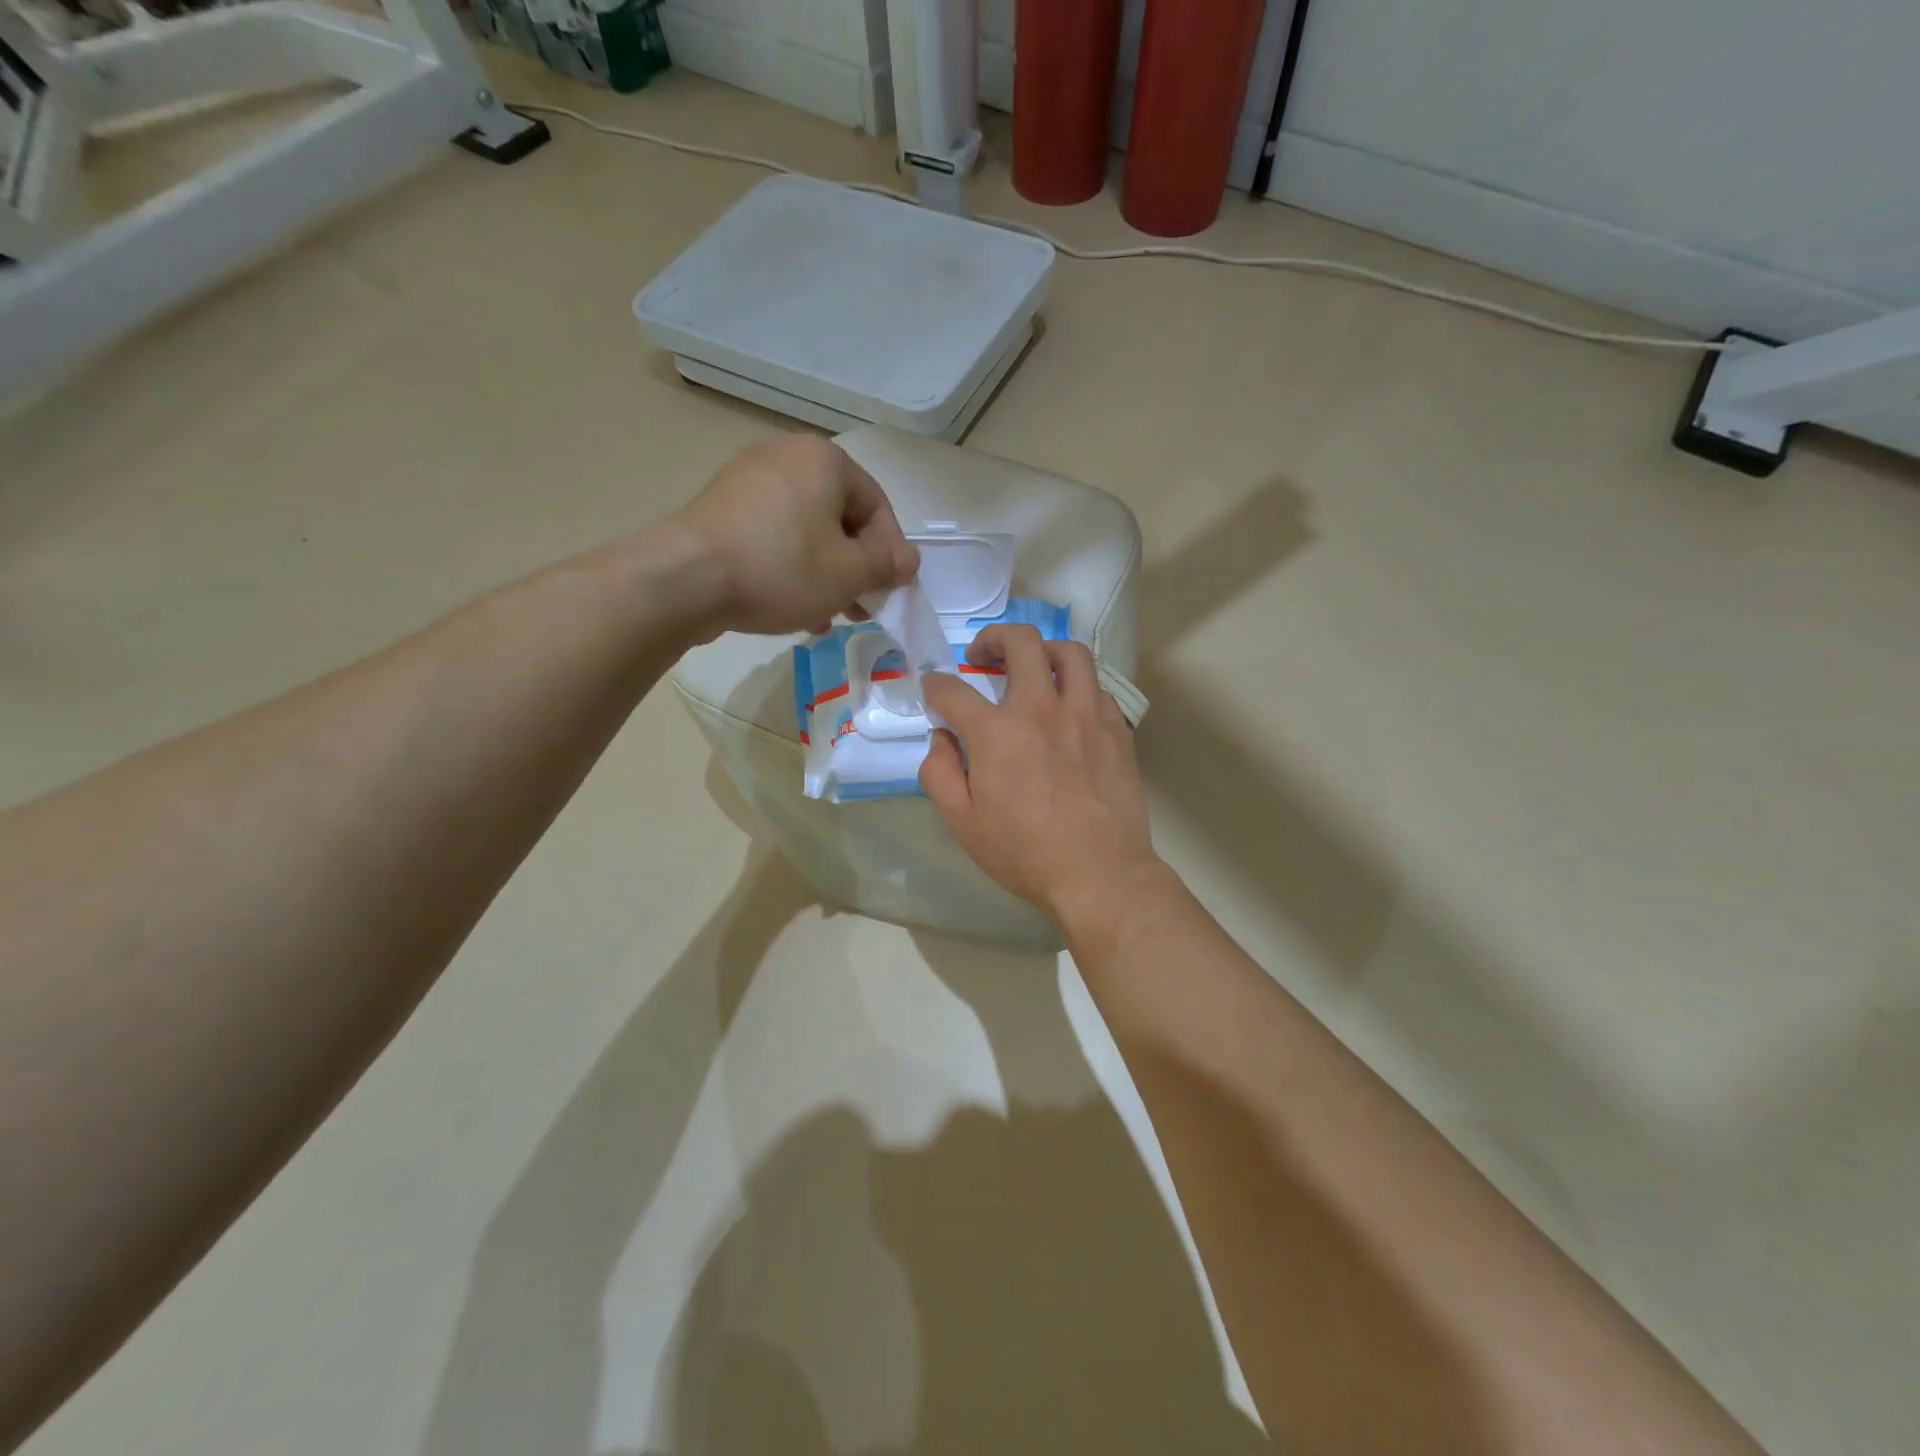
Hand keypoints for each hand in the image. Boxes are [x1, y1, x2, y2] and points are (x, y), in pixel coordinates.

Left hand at [672, 435, 919, 636]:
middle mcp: (786, 457)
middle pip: (840, 518)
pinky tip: (796, 608)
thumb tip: (908, 561)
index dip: (891, 553)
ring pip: (807, 532)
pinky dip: (792, 569)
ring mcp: (747, 480)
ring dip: (827, 575)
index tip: (893, 591)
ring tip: (831, 616)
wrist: (687, 579)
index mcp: (824, 460)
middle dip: (857, 568)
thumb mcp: (849, 573)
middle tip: (863, 608)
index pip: (877, 506)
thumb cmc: (782, 568)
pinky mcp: (722, 509)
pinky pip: (774, 537)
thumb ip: (886, 565)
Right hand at [919, 626, 1163, 928]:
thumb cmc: (1025, 852)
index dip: (935, 686)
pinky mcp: (1116, 728)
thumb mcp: (963, 822)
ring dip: (1043, 651)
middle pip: (1020, 642)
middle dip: (993, 638)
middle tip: (983, 656)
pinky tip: (1069, 708)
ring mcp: (1085, 714)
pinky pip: (1097, 687)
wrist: (1100, 872)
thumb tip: (941, 738)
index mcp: (997, 732)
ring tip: (1033, 667)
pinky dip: (1077, 686)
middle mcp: (1042, 708)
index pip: (953, 690)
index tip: (934, 691)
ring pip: (1069, 653)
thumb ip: (939, 772)